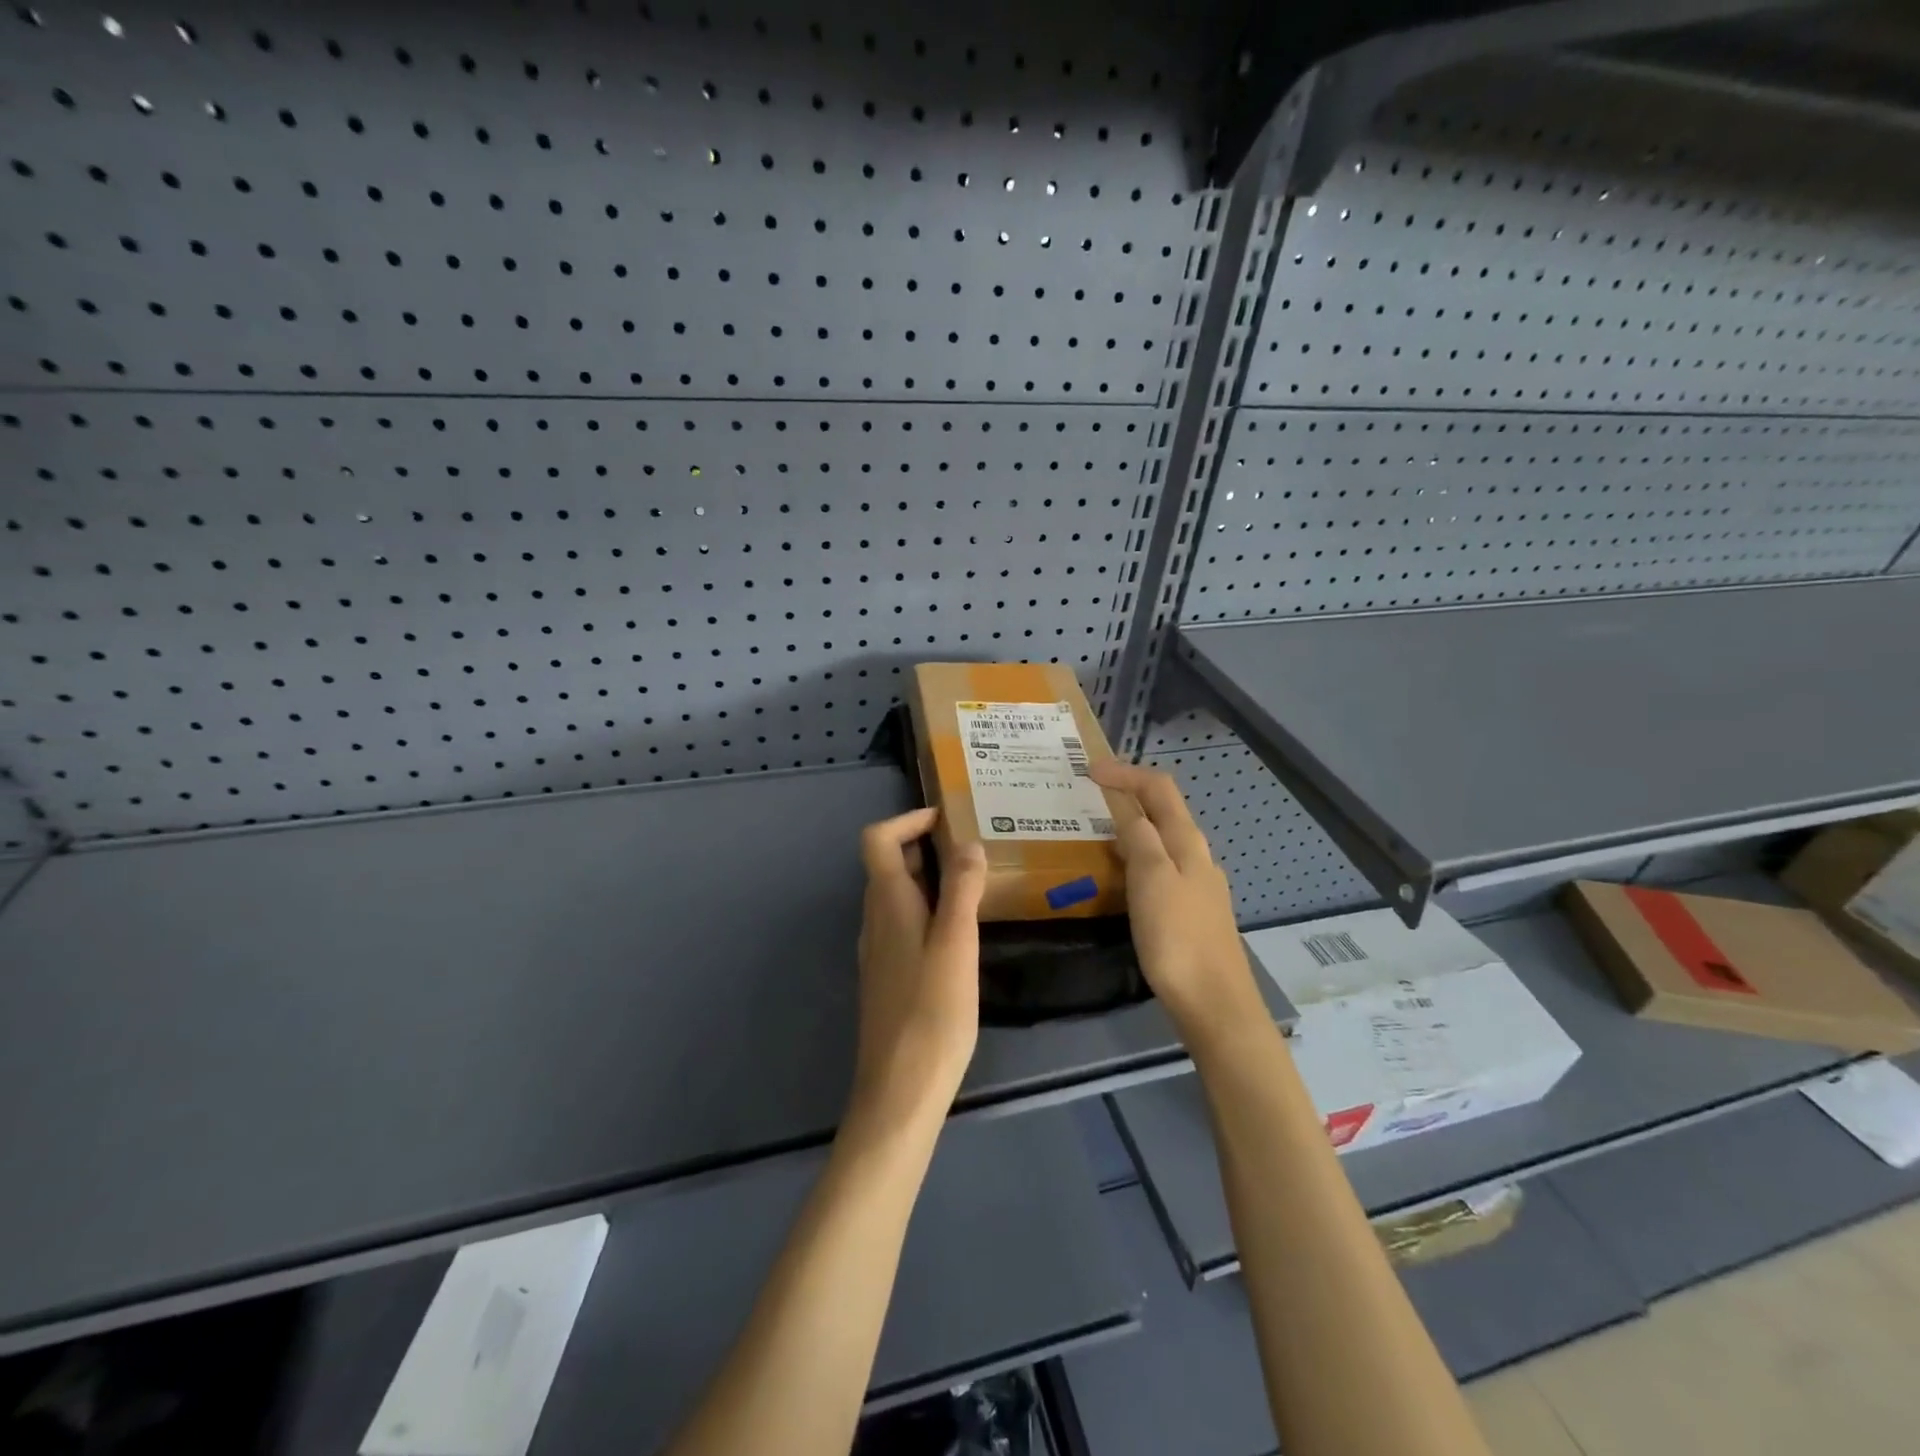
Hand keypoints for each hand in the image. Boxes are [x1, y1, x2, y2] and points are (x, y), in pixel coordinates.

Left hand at [849, 808, 988, 1133]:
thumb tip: (967, 843)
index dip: (907, 821)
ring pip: (897, 896)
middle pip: (888, 865)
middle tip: (972, 846)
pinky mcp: (889, 976)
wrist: (900, 1089)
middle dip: (925, 846)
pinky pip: (904, 924)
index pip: (878, 840)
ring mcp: (879, 951)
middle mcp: (875, 920)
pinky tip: (961, 931)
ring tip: (974, 882)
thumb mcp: (956, 944)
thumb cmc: (931, 1012)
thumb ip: (962, 890)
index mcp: (887, 904)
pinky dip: (929, 909)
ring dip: (929, 878)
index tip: (947, 818)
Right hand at [1088, 761, 1261, 1040]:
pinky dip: (1136, 854)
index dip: (1125, 773)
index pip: (1158, 789)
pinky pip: (1159, 866)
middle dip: (1129, 793)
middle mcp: (1195, 856)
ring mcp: (1196, 884)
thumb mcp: (1152, 880)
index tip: (1088, 769)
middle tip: (1089, 793)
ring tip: (1097, 829)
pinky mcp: (1190, 910)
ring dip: (1131, 824)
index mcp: (1187, 843)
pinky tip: (1120, 873)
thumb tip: (1128, 803)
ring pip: (1161, 839)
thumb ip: (1141, 837)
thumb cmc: (1178, 938)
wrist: (1213, 1003)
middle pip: (1163, 810)